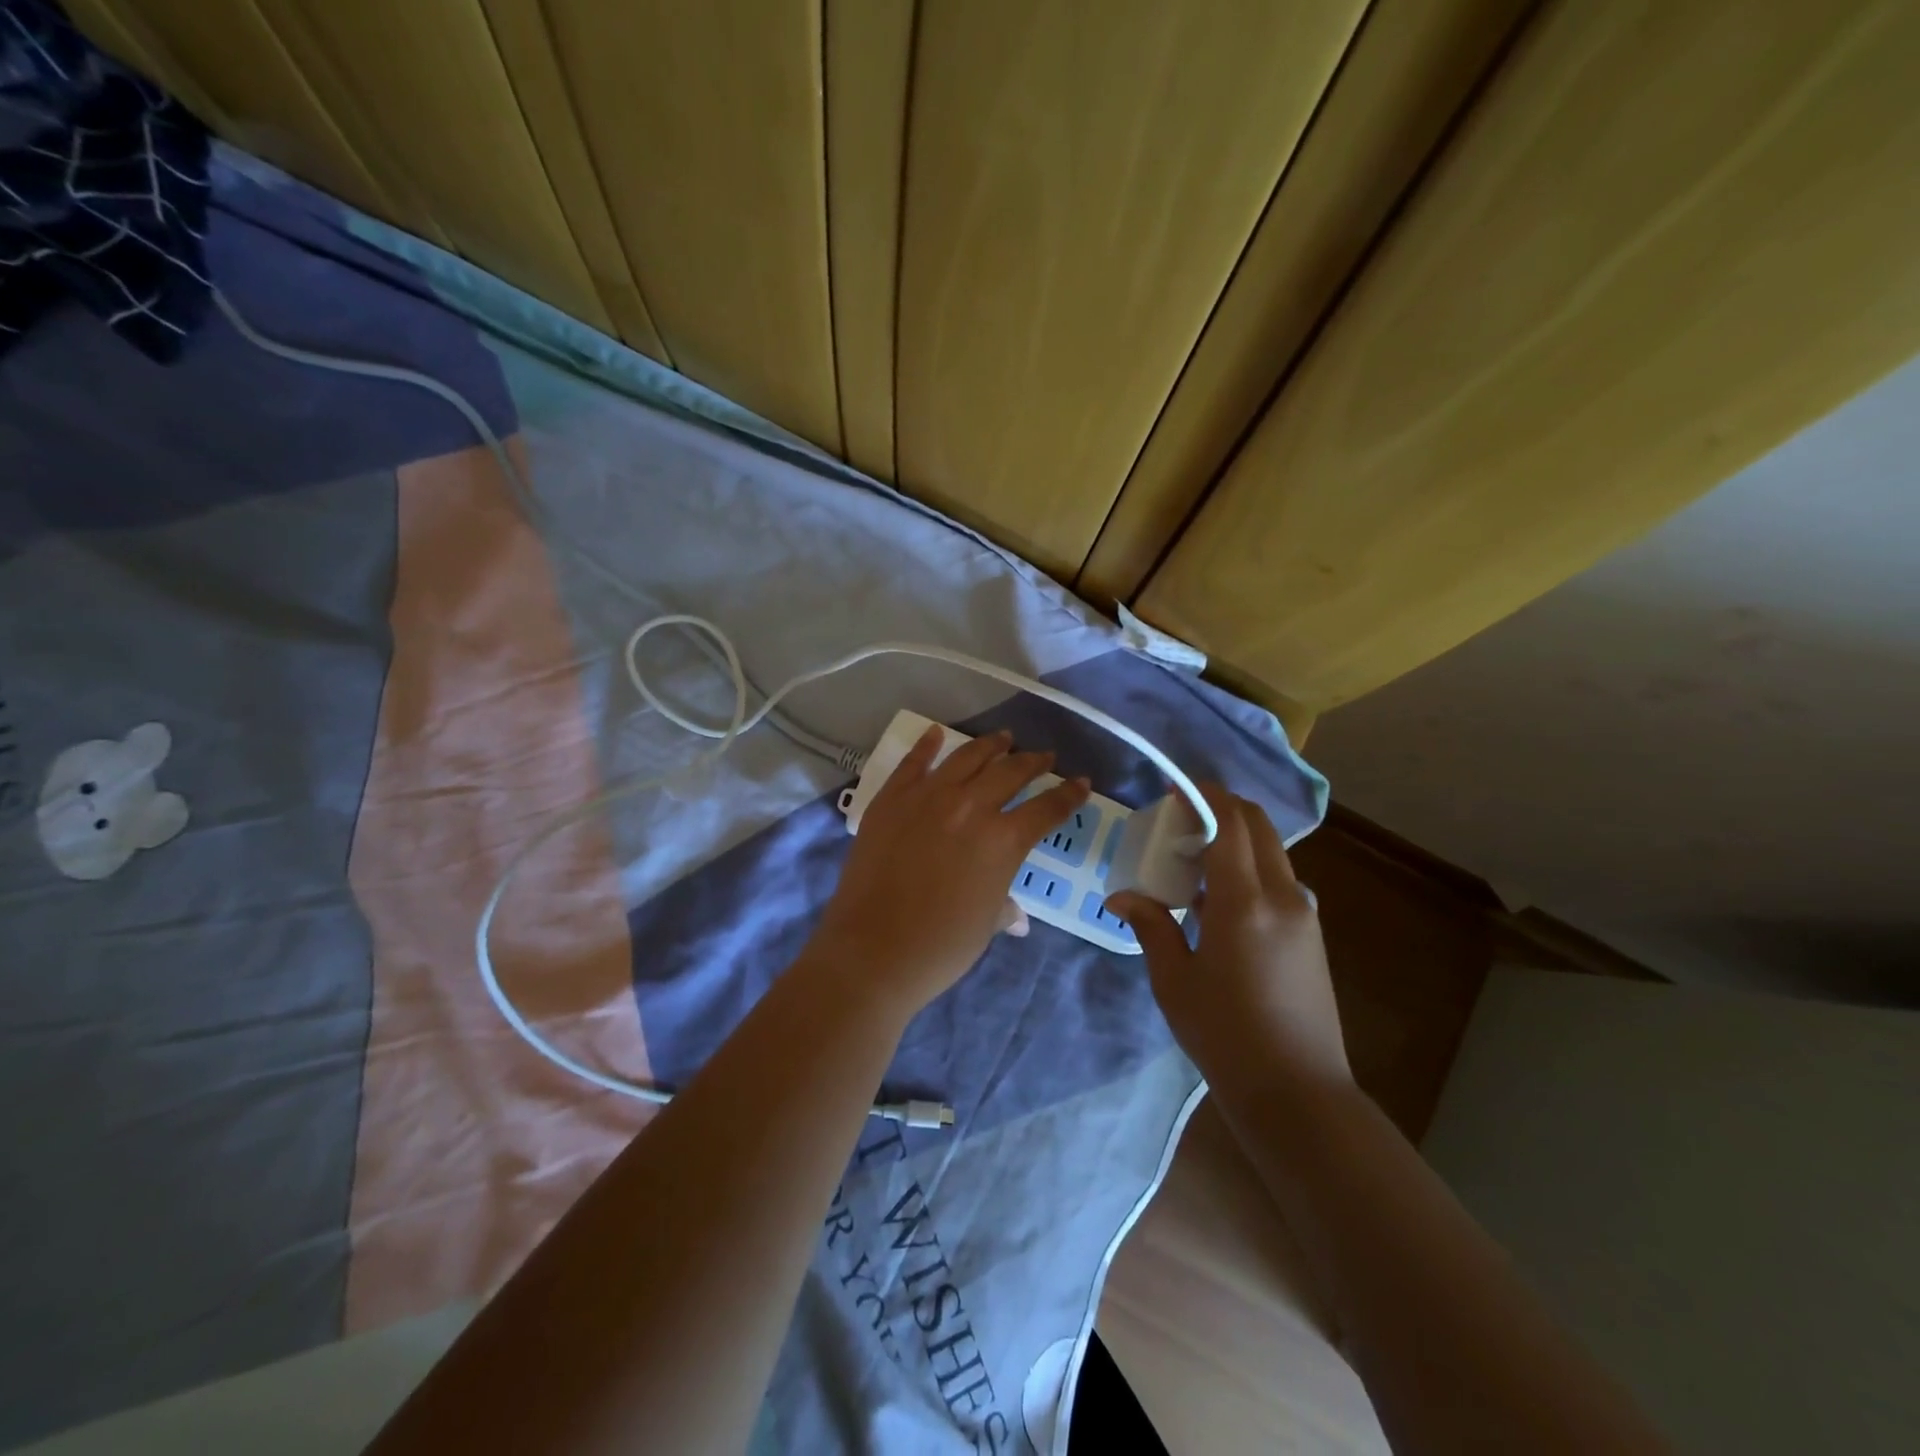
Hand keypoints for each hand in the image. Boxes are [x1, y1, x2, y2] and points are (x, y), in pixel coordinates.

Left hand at [807, 726, 1089, 1016]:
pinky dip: (927, 744)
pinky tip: (936, 733)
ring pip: (967, 757)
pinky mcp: (892, 798)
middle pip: (1011, 772)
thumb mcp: (985, 926)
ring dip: (990, 745)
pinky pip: (913, 762)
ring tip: (1003, 738)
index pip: (1047, 809)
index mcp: (1004, 840)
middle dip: (1033, 762)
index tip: (1080, 782)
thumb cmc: (940, 947)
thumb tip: (1016, 917)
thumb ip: (1003, 907)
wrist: (872, 949)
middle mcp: (971, 807)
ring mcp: (928, 797)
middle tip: (1043, 756)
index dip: (1069, 795)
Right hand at [1108, 785, 1349, 1091]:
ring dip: (1235, 839)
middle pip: (1257, 826)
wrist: (1297, 1093)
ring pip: (1270, 852)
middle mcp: (1283, 896)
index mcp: (1244, 902)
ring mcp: (1304, 914)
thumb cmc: (1224, 1035)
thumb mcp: (1174, 979)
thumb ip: (1150, 925)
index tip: (1173, 789)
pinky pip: (1278, 880)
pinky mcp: (1310, 933)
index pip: (1230, 823)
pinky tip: (1216, 900)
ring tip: (1192, 861)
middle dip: (1221, 808)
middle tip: (1181, 820)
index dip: (1203, 796)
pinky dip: (1248, 868)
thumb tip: (1120, 896)